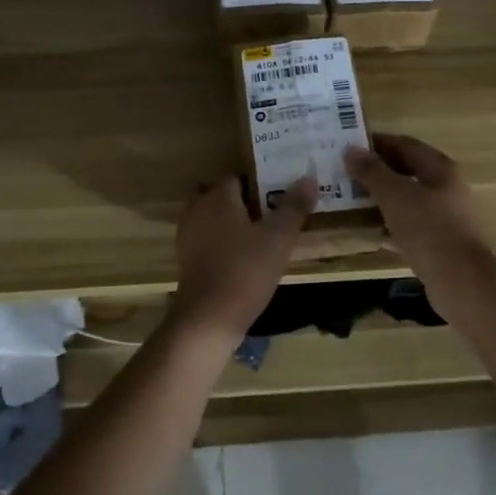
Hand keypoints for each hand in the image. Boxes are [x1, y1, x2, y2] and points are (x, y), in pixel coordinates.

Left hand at [166, 174, 315, 344]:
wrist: (209, 317)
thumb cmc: (245, 270)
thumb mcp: (278, 238)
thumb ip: (294, 207)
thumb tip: (309, 178)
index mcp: (218, 197)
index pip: (235, 177)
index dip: (256, 182)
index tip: (276, 193)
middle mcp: (197, 209)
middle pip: (218, 195)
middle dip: (238, 200)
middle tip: (266, 212)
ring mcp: (188, 235)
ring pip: (209, 217)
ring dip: (228, 221)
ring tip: (257, 234)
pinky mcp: (186, 259)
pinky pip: (205, 238)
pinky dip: (220, 241)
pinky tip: (241, 256)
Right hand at [345, 134, 493, 284]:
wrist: (459, 281)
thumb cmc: (428, 229)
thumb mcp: (394, 195)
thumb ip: (372, 171)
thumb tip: (351, 149)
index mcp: (440, 169)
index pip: (405, 144)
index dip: (377, 142)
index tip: (349, 145)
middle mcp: (445, 188)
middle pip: (407, 171)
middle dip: (377, 171)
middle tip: (345, 172)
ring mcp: (444, 217)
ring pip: (407, 200)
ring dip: (381, 198)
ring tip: (351, 199)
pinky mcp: (438, 242)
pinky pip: (409, 226)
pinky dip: (389, 224)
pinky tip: (369, 231)